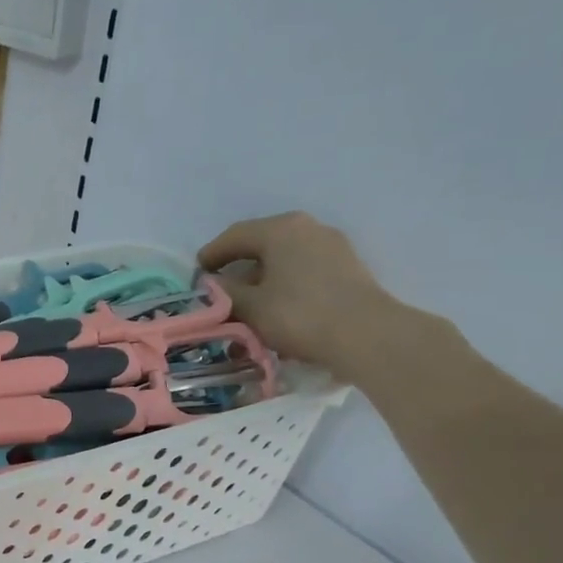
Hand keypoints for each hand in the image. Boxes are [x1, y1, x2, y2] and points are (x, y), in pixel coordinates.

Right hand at [198, 212, 404, 374]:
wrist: (366, 335)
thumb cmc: (299, 314)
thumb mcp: (250, 306)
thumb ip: (225, 292)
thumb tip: (213, 284)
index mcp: (280, 229)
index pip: (235, 235)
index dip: (211, 254)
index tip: (197, 273)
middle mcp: (307, 228)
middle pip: (262, 243)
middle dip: (238, 264)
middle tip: (221, 286)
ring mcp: (332, 245)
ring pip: (285, 256)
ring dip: (263, 275)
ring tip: (248, 299)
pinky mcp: (347, 266)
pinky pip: (304, 268)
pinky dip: (284, 281)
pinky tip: (278, 304)